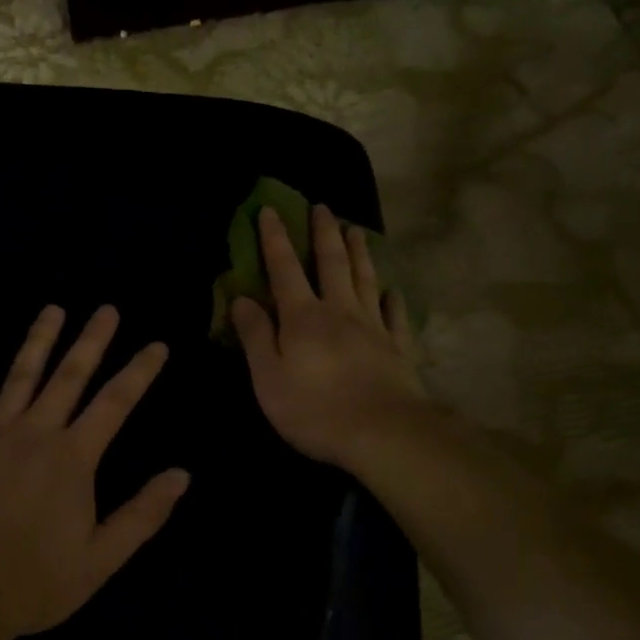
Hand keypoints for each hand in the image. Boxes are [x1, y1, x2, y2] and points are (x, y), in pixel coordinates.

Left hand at [0, 304, 189, 639]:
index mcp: (74, 458)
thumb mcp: (101, 558)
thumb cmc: (33, 580)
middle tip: (107, 308)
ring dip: (39, 339)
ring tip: (53, 308)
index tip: (157, 345)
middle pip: (69, 375)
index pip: (116, 403)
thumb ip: (143, 514)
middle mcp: (36, 433)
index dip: (139, 371)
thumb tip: (182, 475)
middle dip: (92, 340)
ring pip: (19, 375)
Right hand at [231, 203, 429, 469]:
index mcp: (303, 317)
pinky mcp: (398, 349)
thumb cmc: (315, 410)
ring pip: (366, 280)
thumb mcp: (269, 378)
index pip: (285, 269)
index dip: (276, 239)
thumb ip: (256, 336)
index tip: (270, 210)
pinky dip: (393, 301)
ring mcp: (374, 328)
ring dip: (359, 254)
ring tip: (356, 230)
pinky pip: (396, 316)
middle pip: (332, 264)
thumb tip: (241, 298)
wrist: (383, 433)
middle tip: (322, 207)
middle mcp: (340, 312)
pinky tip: (393, 292)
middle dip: (324, 234)